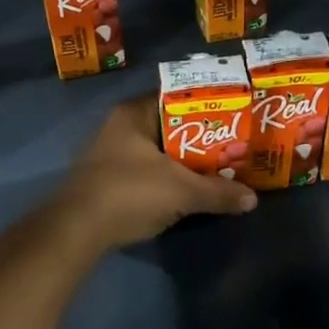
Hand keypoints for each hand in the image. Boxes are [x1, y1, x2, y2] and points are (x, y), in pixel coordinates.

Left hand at [57, 97, 256, 252]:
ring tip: (218, 169)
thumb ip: (218, 193)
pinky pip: (147, 171)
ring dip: (184, 161)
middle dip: (201, 138)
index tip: (234, 116)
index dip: (208, 106)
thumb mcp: (182, 192)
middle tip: (233, 146)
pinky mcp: (107, 180)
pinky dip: (168, 177)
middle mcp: (120, 127)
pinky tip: (188, 190)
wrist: (75, 231)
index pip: (178, 97)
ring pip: (159, 151)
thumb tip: (253, 200)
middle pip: (170, 126)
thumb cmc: (129, 193)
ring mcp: (111, 154)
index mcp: (134, 114)